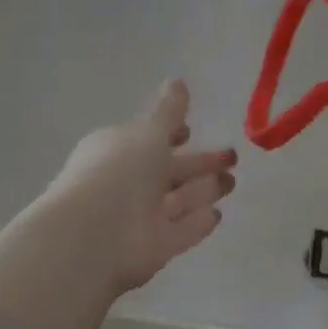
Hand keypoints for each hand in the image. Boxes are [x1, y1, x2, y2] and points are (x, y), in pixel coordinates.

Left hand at [46, 80, 236, 295]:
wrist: (94, 236)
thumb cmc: (119, 172)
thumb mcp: (148, 132)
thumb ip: (168, 111)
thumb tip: (178, 81)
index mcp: (119, 150)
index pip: (149, 139)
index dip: (171, 134)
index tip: (192, 130)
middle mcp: (129, 183)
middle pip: (170, 171)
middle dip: (200, 163)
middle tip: (232, 156)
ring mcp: (141, 218)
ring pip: (179, 200)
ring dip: (205, 190)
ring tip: (233, 181)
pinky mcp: (155, 248)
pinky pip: (182, 231)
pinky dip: (198, 222)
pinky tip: (217, 214)